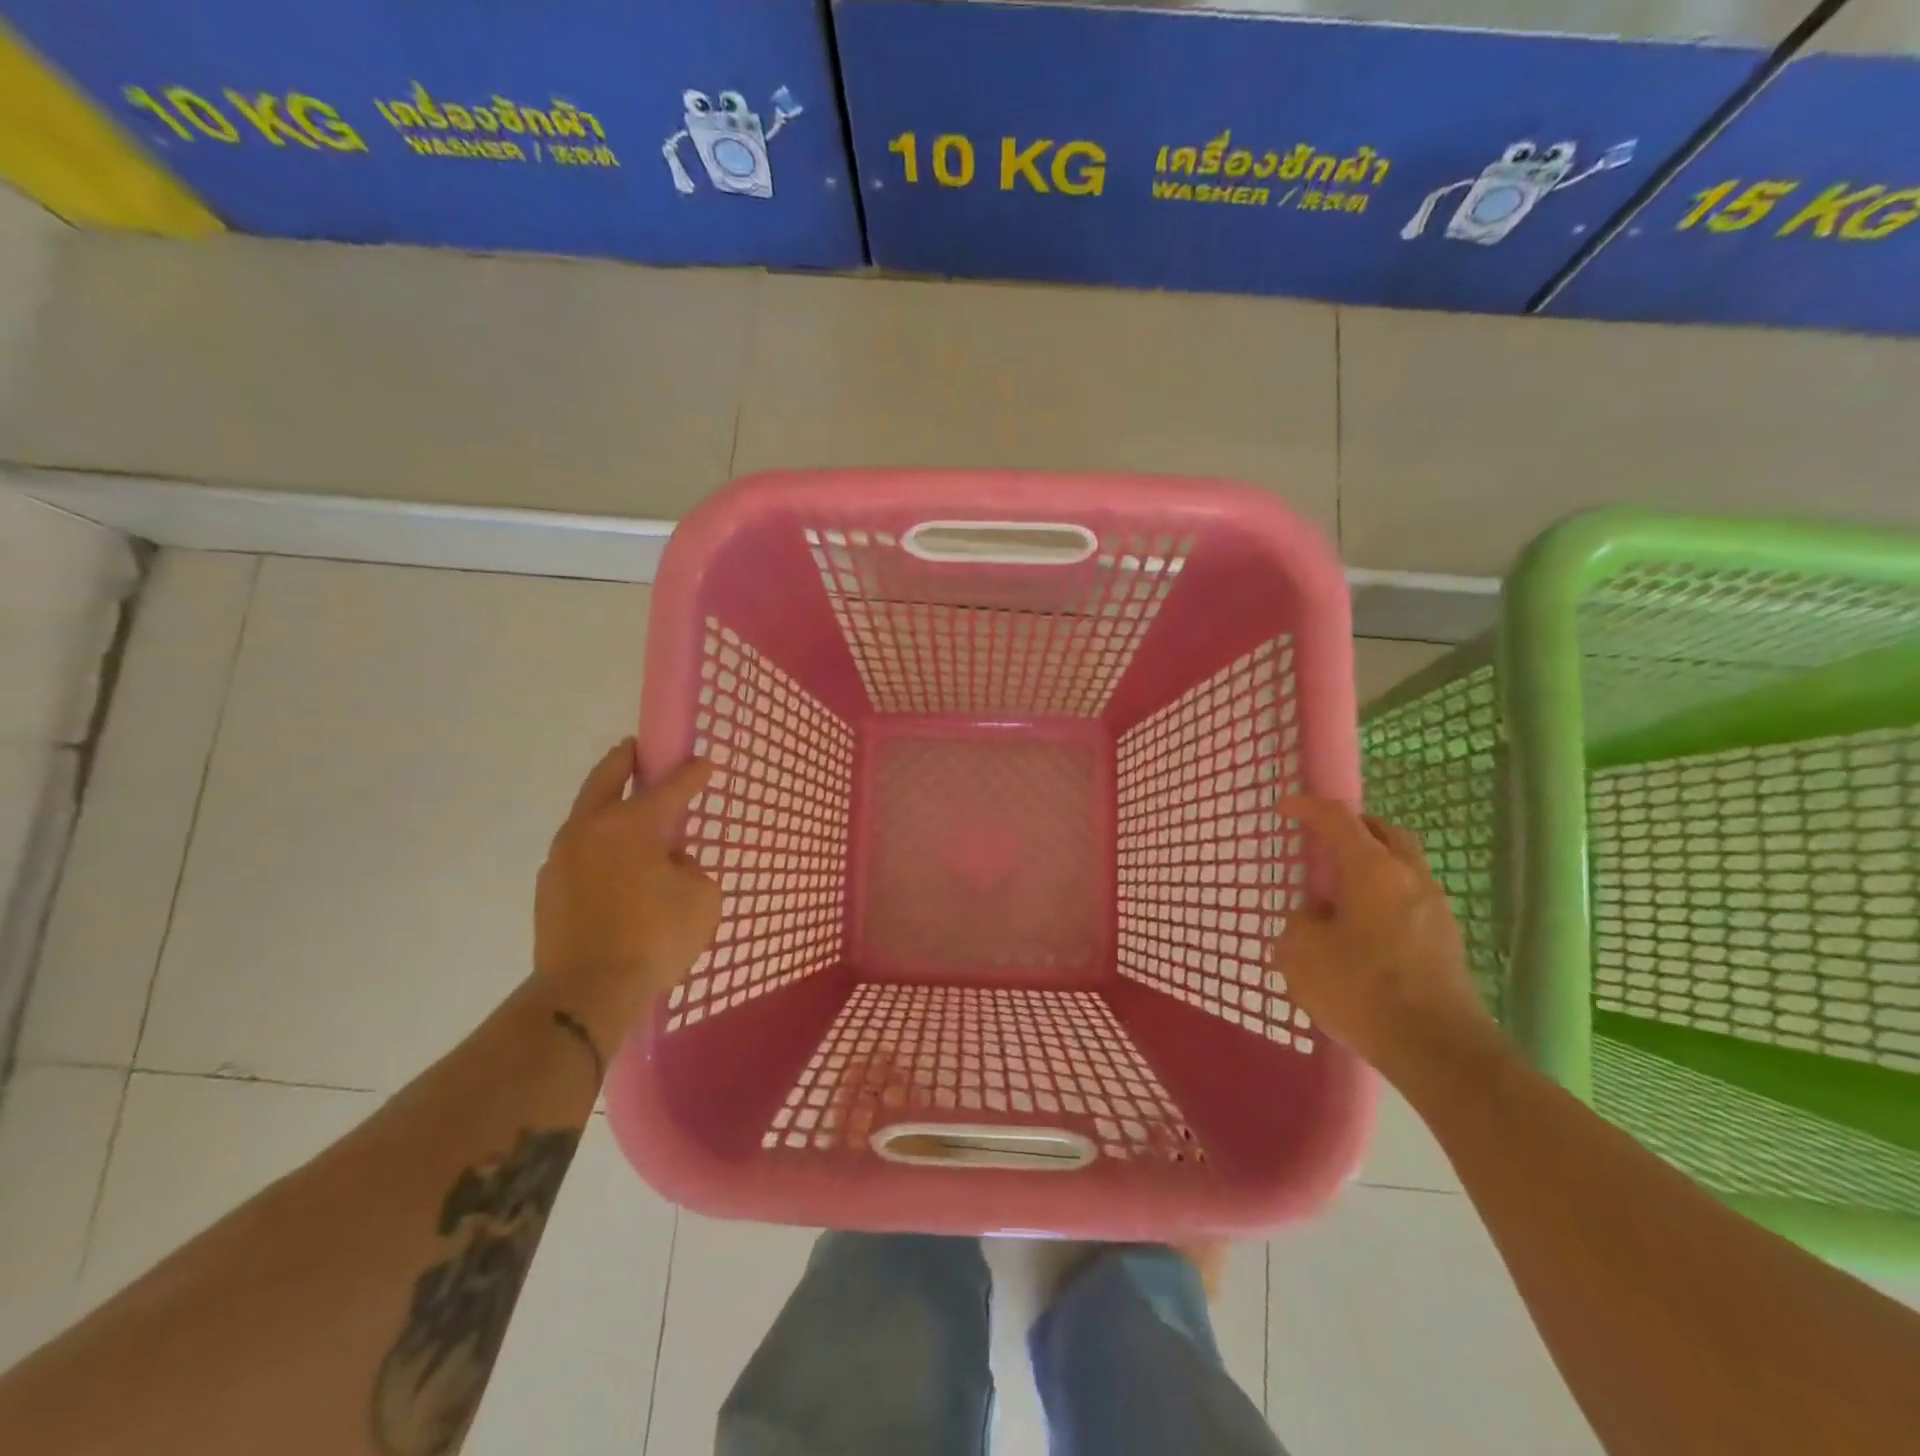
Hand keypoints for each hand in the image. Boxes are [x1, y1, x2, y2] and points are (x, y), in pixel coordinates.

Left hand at [533, 740, 720, 1041]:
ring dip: (608, 805)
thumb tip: (669, 863)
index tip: (704, 763)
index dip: (692, 773)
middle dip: (625, 760)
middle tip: (638, 750)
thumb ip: (690, 869)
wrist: (586, 993)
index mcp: (631, 824)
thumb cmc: (654, 939)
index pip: (670, 787)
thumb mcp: (701, 899)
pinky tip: (615, 866)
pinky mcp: (548, 888)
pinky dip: (598, 845)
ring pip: (586, 815)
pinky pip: (579, 852)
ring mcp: (562, 858)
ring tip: (630, 814)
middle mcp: (590, 830)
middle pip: (606, 778)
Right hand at [1272, 796, 1500, 1080]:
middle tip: (1322, 840)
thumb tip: (1314, 919)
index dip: (1308, 808)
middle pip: (1383, 832)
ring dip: (1371, 863)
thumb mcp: (1300, 953)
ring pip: (1401, 865)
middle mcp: (1409, 878)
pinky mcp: (1445, 940)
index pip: (1338, 819)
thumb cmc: (1362, 989)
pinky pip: (1409, 897)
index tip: (1285, 808)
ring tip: (1338, 888)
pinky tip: (1360, 926)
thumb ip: (1299, 924)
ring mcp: (1435, 909)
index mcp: (1372, 869)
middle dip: (1351, 827)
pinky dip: (1383, 893)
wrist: (1438, 1049)